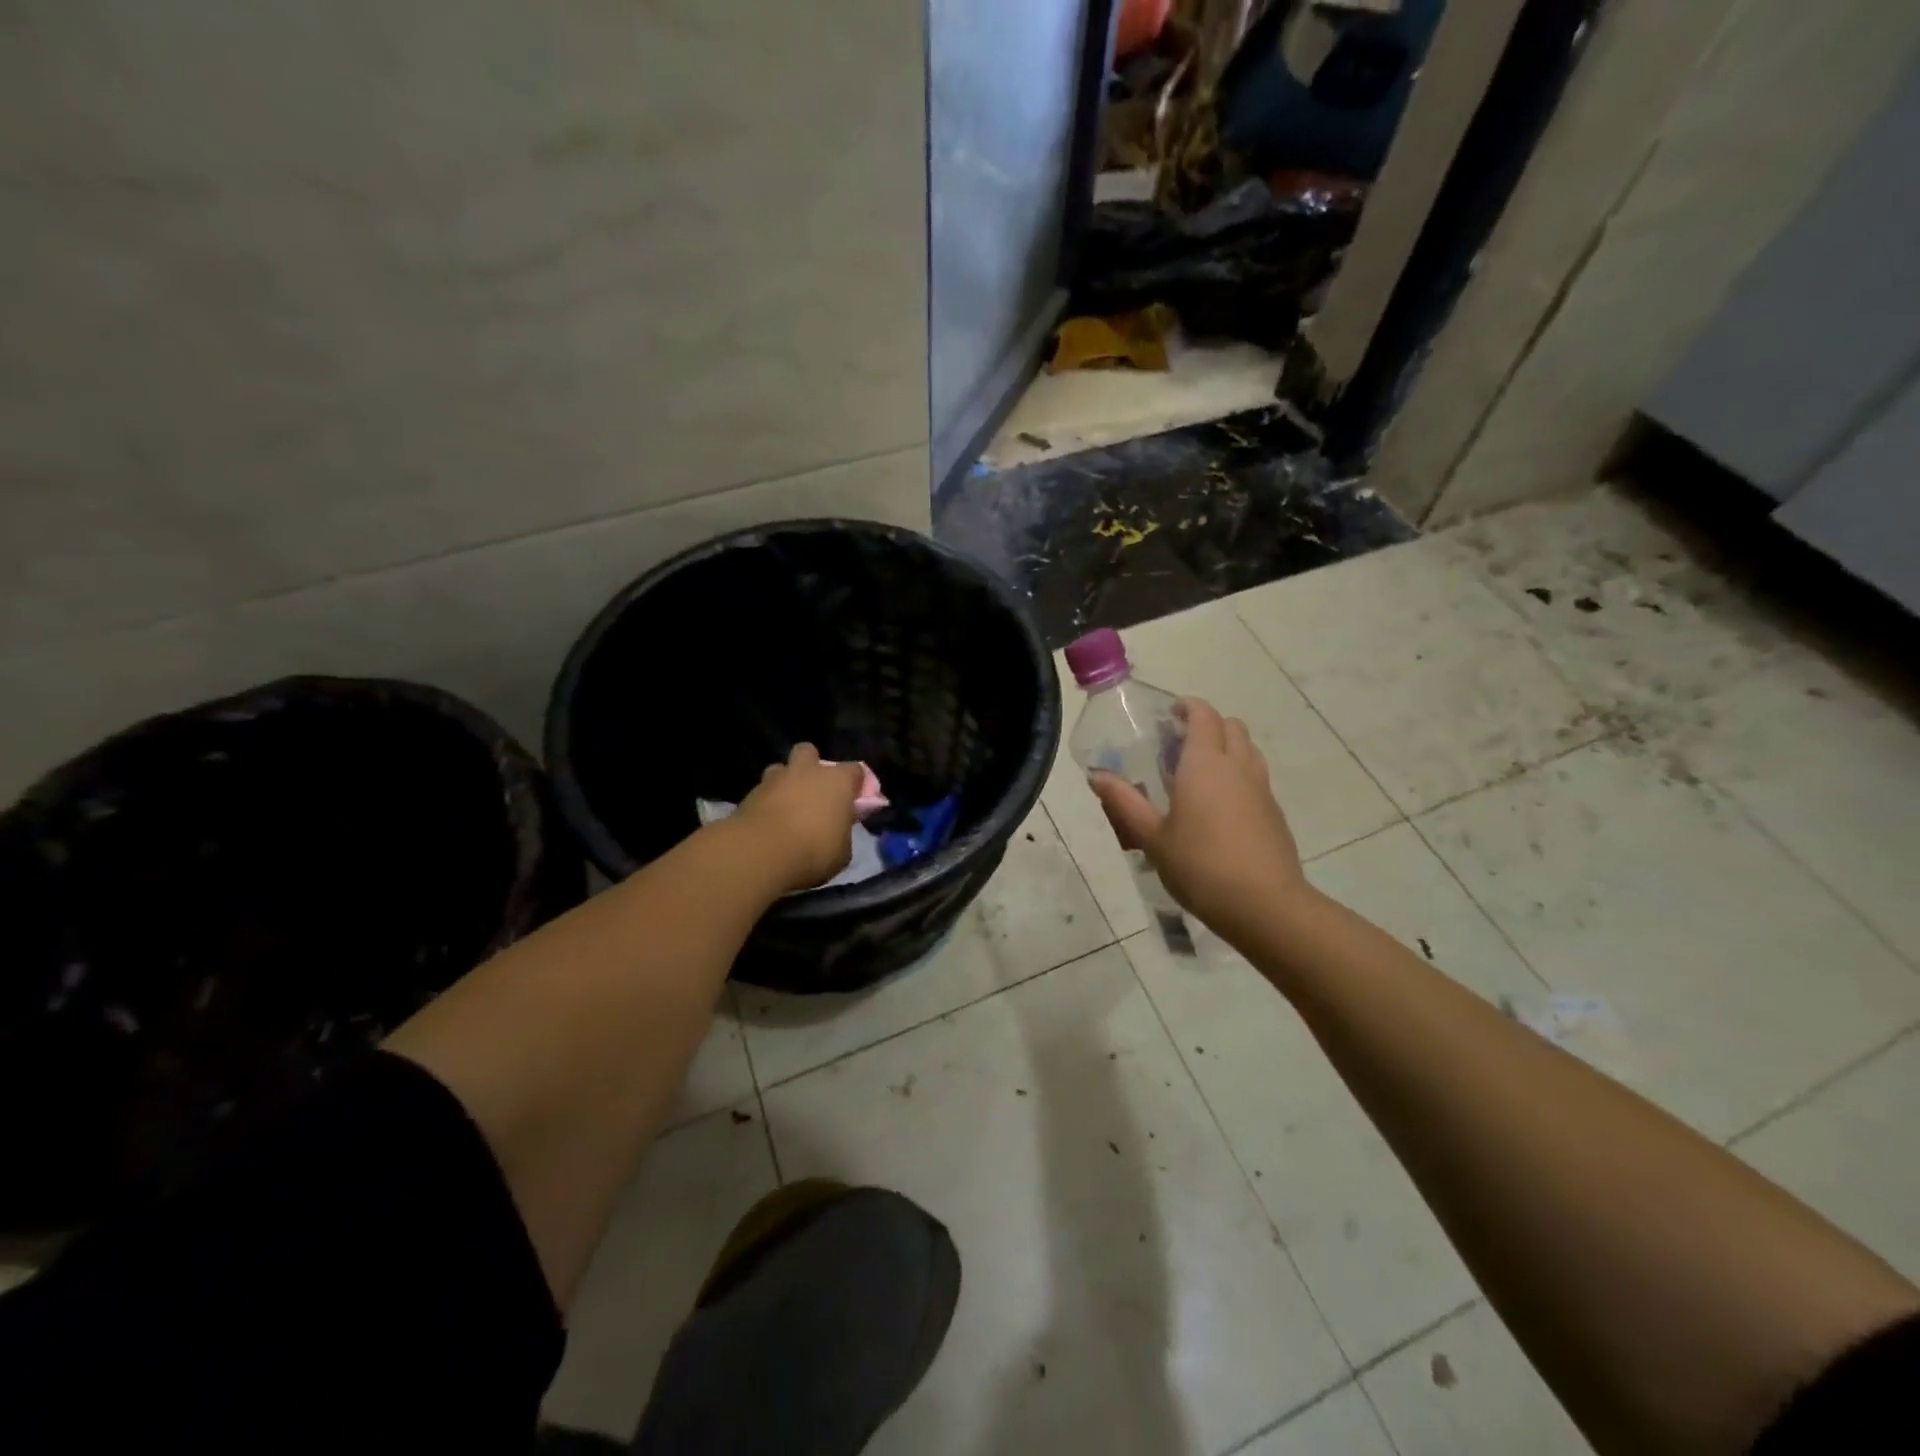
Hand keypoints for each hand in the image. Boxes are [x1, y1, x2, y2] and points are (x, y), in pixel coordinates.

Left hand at [731, 744, 864, 893]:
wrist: (760, 853)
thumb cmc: (813, 850)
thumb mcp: (842, 851)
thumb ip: (842, 833)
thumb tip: (838, 829)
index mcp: (837, 781)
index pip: (855, 770)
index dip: (856, 783)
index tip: (854, 799)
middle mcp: (806, 771)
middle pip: (809, 752)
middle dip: (811, 766)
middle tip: (813, 791)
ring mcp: (774, 780)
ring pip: (780, 769)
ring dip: (785, 783)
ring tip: (786, 807)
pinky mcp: (748, 795)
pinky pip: (762, 793)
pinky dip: (766, 804)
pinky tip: (767, 824)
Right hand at [1090, 698, 1310, 944]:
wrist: (1264, 905)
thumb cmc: (1200, 866)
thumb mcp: (1152, 837)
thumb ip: (1125, 802)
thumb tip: (1096, 775)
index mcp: (1204, 763)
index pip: (1203, 715)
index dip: (1187, 707)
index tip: (1168, 714)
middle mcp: (1237, 766)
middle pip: (1230, 725)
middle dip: (1207, 725)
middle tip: (1179, 745)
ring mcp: (1261, 788)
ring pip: (1248, 749)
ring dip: (1226, 747)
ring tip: (1199, 773)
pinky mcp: (1274, 812)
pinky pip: (1256, 777)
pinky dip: (1238, 775)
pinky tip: (1219, 807)